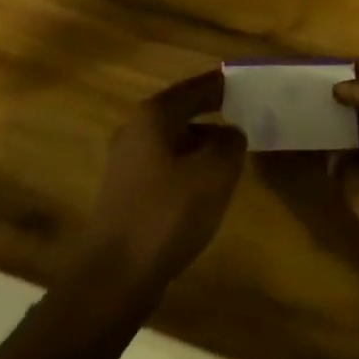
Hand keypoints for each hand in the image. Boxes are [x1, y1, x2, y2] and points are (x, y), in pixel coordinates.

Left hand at [75, 71, 246, 298]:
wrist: (115, 275)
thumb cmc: (167, 213)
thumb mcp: (214, 173)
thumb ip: (230, 144)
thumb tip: (231, 133)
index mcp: (154, 117)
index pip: (194, 87)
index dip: (220, 85)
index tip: (244, 83)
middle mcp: (135, 131)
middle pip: (180, 112)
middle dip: (210, 112)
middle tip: (242, 115)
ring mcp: (126, 164)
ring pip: (172, 141)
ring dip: (200, 143)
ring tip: (230, 153)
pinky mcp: (125, 194)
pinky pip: (164, 167)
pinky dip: (186, 167)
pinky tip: (204, 187)